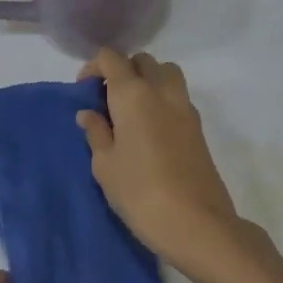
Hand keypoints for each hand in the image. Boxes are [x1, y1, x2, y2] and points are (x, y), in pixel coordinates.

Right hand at [76, 49, 274, 282]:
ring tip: (131, 110)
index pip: (112, 58)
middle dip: (122, 71)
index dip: (94, 67)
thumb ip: (96, 133)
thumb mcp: (105, 165)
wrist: (197, 224)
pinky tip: (150, 130)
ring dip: (147, 79)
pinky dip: (162, 99)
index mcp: (133, 94)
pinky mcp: (198, 127)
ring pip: (166, 72)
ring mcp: (185, 107)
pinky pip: (177, 96)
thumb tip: (89, 113)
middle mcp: (161, 91)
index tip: (84, 90)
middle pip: (142, 60)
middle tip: (107, 100)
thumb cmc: (140, 192)